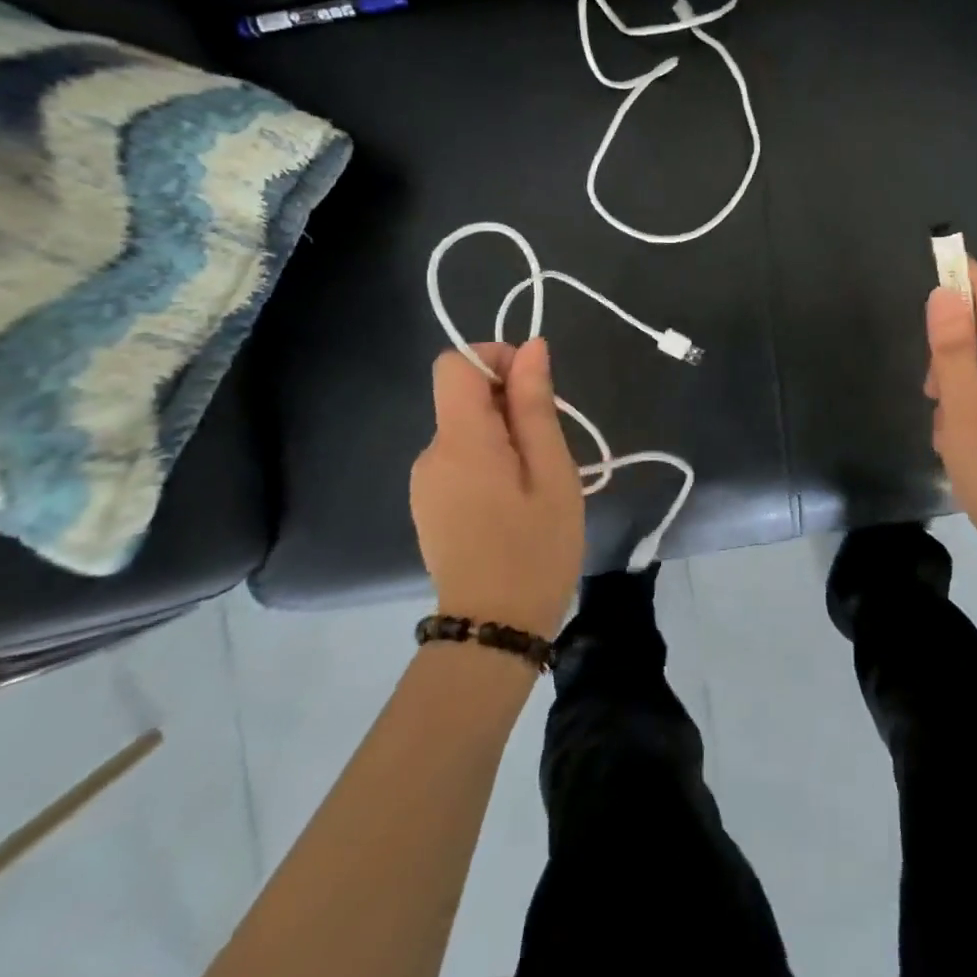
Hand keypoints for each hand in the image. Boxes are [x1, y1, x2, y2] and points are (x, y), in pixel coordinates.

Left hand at [410, 338, 584, 638]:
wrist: (493, 631)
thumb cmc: (535, 548)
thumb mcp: (551, 472)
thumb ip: (535, 405)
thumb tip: (530, 346)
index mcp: (460, 439)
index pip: (455, 363)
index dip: (495, 358)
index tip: (535, 390)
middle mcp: (430, 452)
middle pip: (463, 396)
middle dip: (510, 403)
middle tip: (549, 448)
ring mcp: (425, 481)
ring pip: (466, 428)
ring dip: (504, 435)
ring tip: (537, 481)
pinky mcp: (429, 504)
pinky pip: (460, 458)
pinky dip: (491, 460)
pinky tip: (515, 501)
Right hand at [924, 260, 976, 583]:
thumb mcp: (967, 417)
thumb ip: (953, 355)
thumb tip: (945, 295)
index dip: (966, 276)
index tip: (937, 255)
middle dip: (953, 351)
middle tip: (931, 391)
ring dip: (960, 385)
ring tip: (947, 431)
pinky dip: (974, 405)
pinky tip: (963, 442)